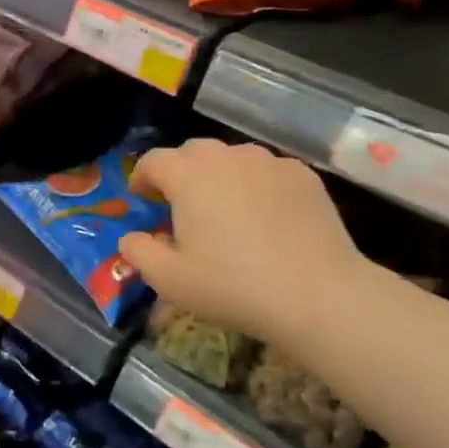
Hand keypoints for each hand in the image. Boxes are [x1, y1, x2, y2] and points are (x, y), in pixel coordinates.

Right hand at [118, 139, 368, 348]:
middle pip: (193, 151)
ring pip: (233, 157)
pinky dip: (257, 184)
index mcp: (187, 175)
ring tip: (226, 208)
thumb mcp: (170, 280)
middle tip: (182, 204)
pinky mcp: (303, 175)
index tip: (142, 197)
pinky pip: (268, 171)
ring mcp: (268, 162)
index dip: (142, 176)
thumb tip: (130, 238)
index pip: (154, 160)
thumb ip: (139, 253)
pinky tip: (266, 216)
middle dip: (181, 171)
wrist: (318, 295)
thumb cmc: (233, 286)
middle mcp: (225, 157)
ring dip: (220, 175)